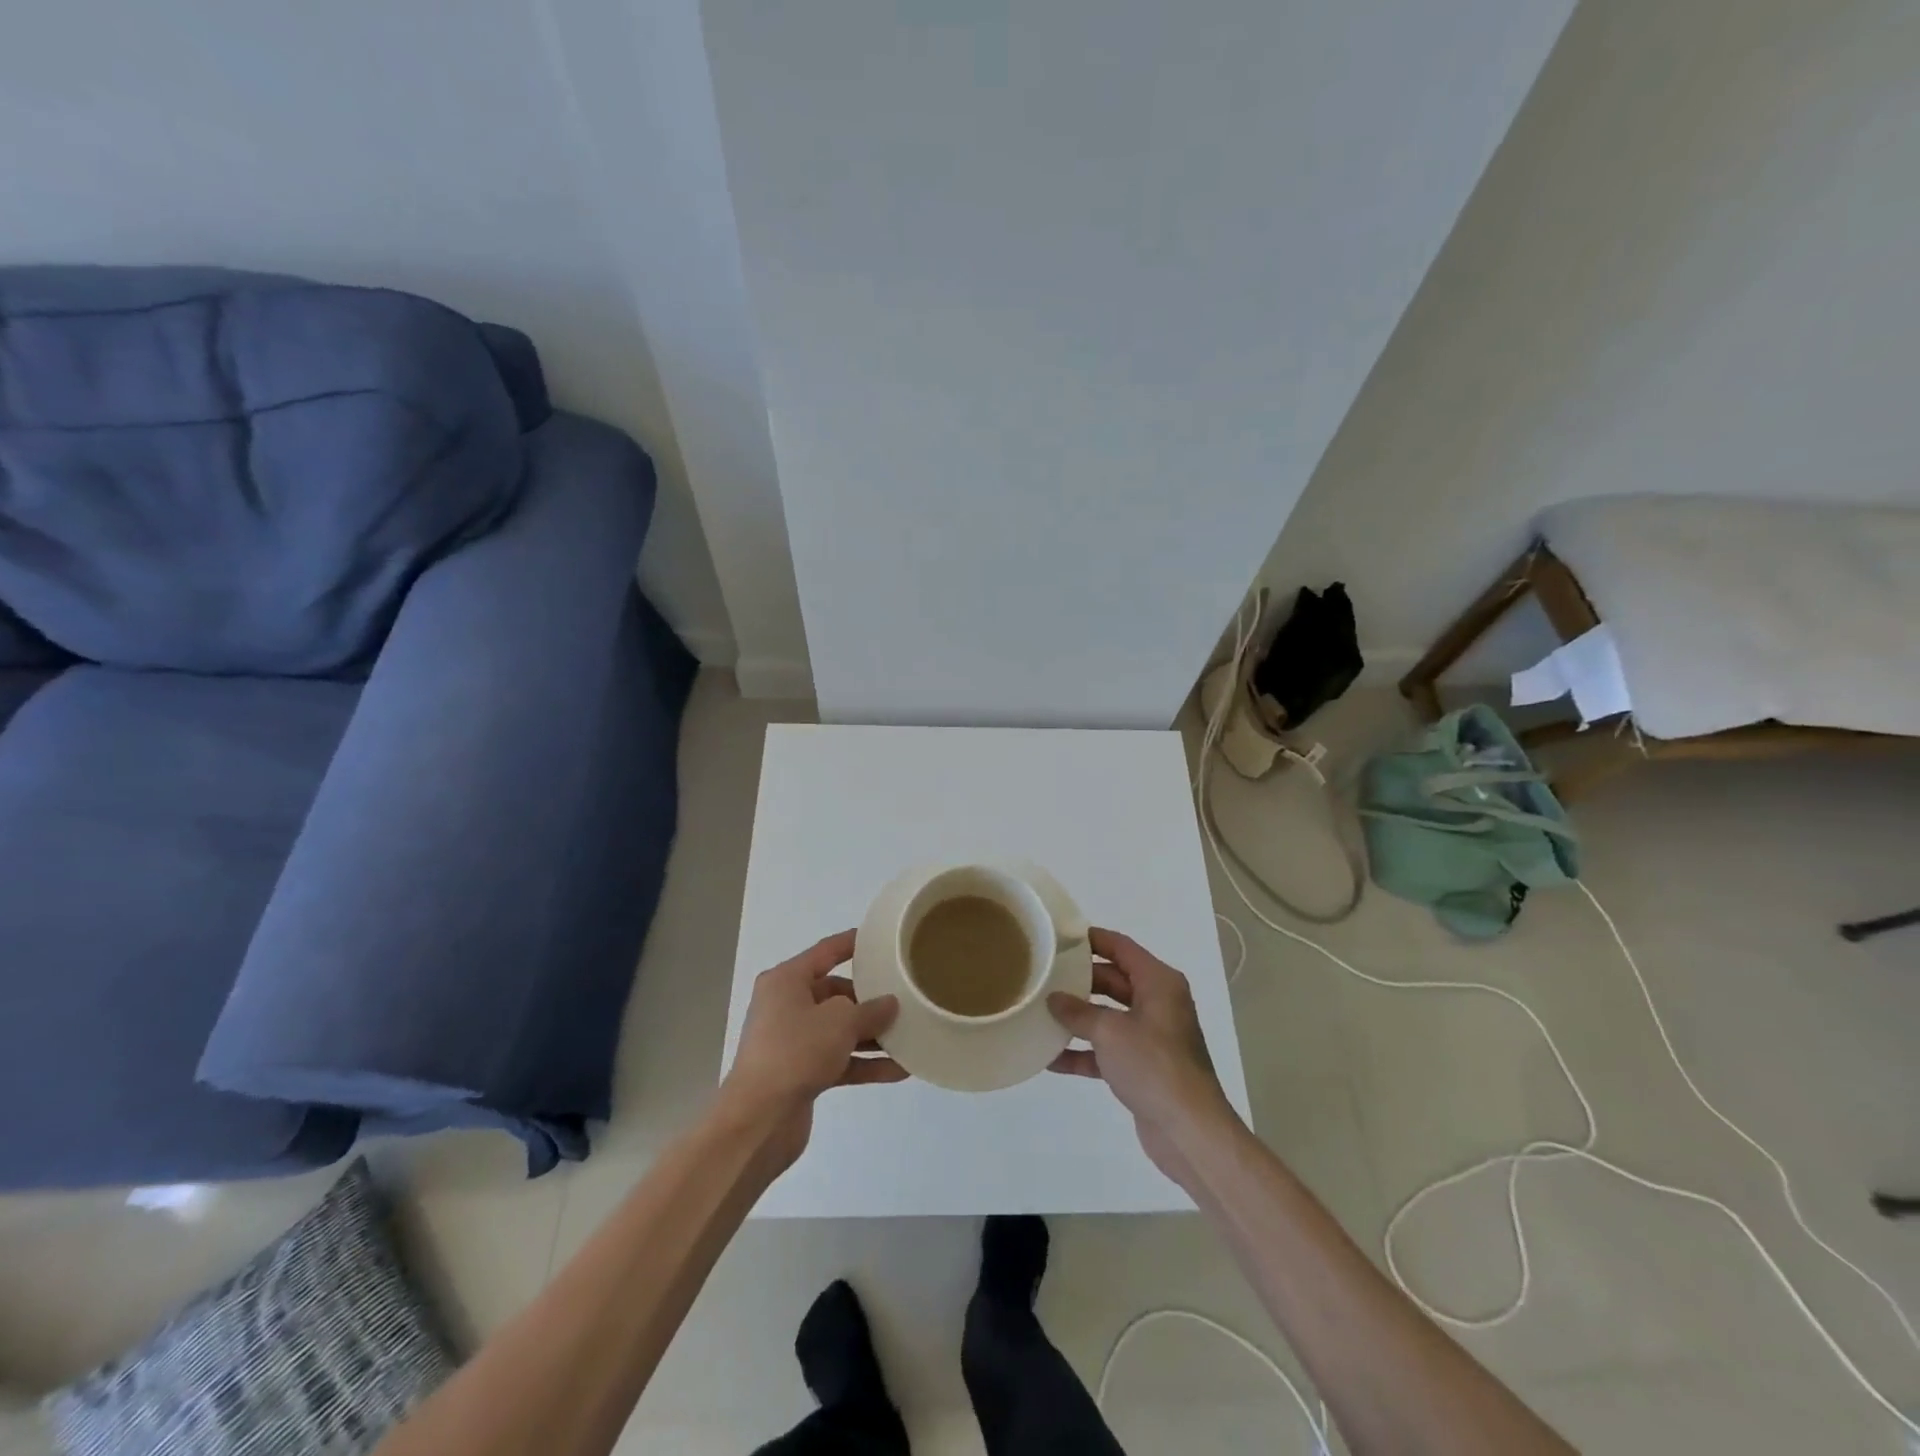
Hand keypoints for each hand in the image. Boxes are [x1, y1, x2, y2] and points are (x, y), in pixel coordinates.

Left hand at [719, 931, 905, 1172]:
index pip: (826, 952)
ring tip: (909, 1035)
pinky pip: (839, 1060)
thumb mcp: (840, 1021)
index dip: (852, 943)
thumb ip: (870, 1010)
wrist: (759, 1120)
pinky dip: (864, 1063)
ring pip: (839, 1030)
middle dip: (869, 999)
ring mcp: (792, 1041)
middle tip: (904, 998)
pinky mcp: (801, 1073)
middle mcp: (786, 1006)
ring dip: (872, 1035)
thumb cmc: (796, 1052)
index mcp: (787, 981)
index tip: (880, 939)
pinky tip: (898, 1070)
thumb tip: (889, 1004)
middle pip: (835, 994)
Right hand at [1048, 928, 1239, 1186]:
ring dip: (1078, 1017)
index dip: (1091, 939)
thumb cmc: (1153, 1066)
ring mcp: (1151, 1036)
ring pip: (1108, 1016)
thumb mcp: (1110, 1032)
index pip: (1121, 947)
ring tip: (1040, 1013)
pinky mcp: (1143, 1066)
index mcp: (1158, 982)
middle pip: (1113, 980)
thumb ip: (1078, 1012)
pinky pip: (1108, 1050)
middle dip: (1079, 980)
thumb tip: (1054, 999)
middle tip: (1043, 975)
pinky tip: (1050, 1058)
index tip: (1059, 937)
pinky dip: (1084, 1052)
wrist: (1189, 1131)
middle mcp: (1158, 1003)